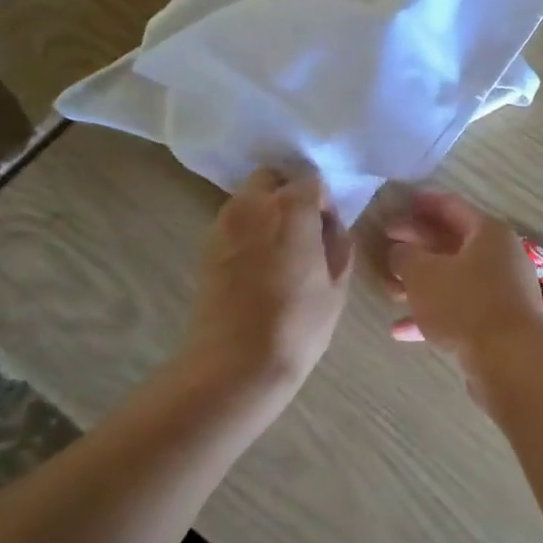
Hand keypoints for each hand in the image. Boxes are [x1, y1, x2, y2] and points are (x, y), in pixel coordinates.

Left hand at [185, 168, 353, 394]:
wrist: (235, 364)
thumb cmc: (297, 324)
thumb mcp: (336, 285)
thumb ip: (337, 244)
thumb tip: (329, 227)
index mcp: (290, 209)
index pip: (311, 181)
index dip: (323, 202)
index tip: (327, 230)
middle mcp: (252, 206)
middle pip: (271, 178)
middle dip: (288, 193)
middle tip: (303, 230)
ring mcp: (223, 225)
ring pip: (248, 199)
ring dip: (266, 211)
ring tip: (280, 250)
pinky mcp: (205, 248)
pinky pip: (232, 223)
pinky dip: (247, 231)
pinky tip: (258, 265)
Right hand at [385, 193, 542, 397]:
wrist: (511, 362)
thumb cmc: (465, 305)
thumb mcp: (423, 274)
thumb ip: (405, 256)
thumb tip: (400, 251)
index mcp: (488, 233)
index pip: (450, 207)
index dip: (421, 204)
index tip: (396, 205)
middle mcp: (500, 257)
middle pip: (452, 243)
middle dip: (416, 247)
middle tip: (385, 248)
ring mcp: (502, 291)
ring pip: (454, 279)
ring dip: (420, 284)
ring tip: (388, 291)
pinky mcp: (498, 323)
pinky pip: (460, 310)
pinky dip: (433, 315)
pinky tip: (400, 330)